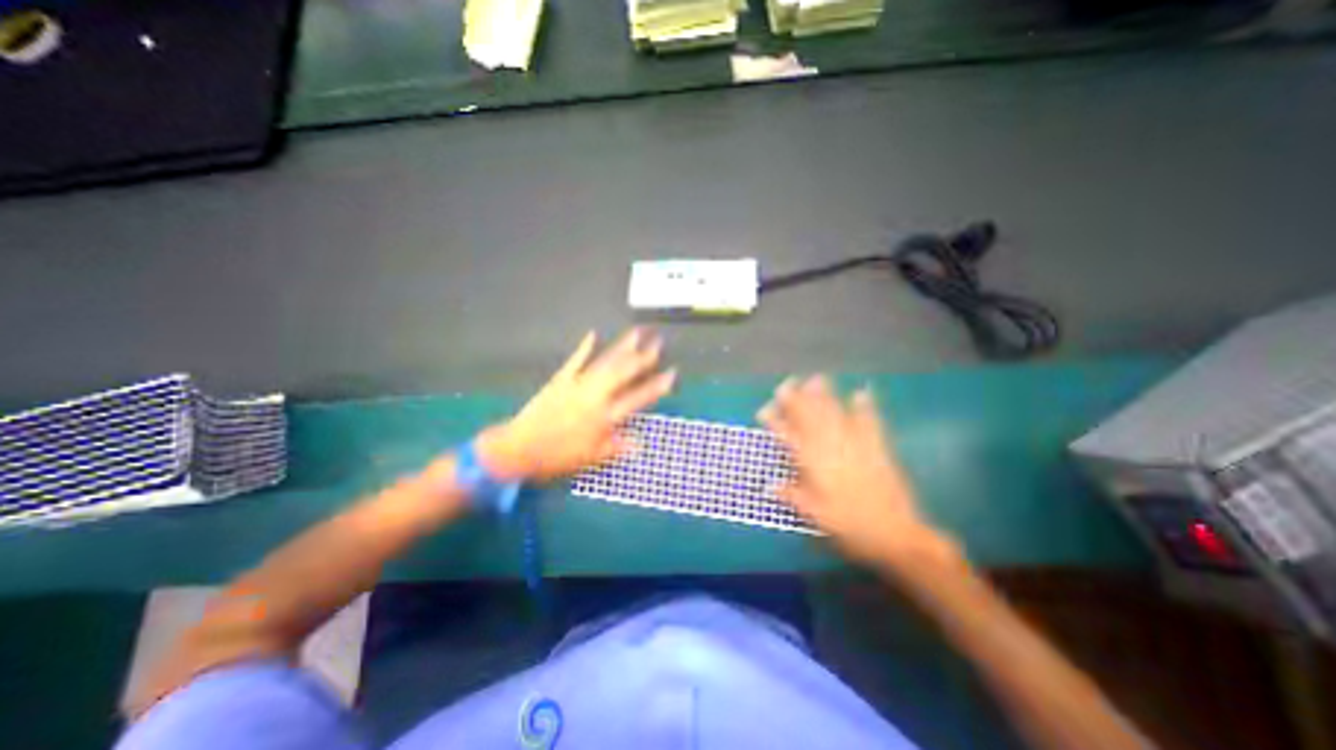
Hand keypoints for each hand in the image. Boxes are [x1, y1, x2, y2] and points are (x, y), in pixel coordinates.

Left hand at [475, 331, 671, 481]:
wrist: (518, 448)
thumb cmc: (557, 457)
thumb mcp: (591, 459)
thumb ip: (616, 448)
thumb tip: (641, 444)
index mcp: (604, 417)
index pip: (637, 399)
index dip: (656, 386)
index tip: (671, 374)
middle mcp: (595, 396)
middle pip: (623, 373)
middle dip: (643, 358)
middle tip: (657, 343)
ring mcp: (577, 385)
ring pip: (605, 363)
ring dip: (621, 347)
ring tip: (636, 334)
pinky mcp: (560, 379)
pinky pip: (575, 361)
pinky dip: (584, 347)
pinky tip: (593, 334)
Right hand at [761, 379, 961, 569]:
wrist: (896, 535)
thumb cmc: (851, 527)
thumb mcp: (816, 517)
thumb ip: (793, 497)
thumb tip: (770, 486)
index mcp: (815, 465)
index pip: (789, 438)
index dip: (775, 423)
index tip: (764, 410)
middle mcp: (833, 449)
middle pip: (811, 419)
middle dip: (797, 400)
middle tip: (787, 383)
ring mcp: (856, 446)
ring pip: (836, 415)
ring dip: (825, 396)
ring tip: (815, 379)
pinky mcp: (878, 449)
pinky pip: (870, 423)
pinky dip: (865, 407)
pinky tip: (861, 392)